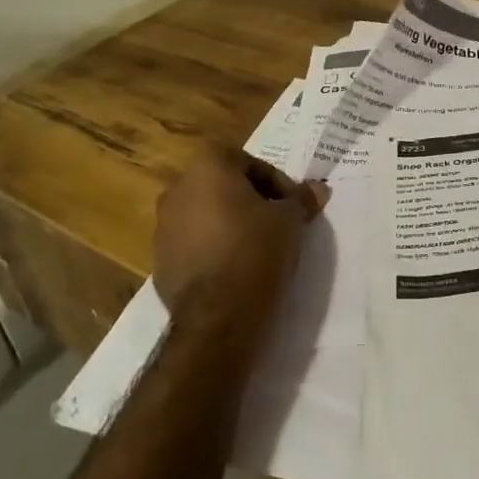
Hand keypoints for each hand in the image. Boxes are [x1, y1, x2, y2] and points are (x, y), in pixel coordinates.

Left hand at [152, 148, 328, 338]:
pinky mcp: (160, 260)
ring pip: (206, 214)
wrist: (218, 315)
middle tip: (277, 221)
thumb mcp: (290, 220)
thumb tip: (318, 189)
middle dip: (251, 200)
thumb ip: (301, 199)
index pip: (249, 163)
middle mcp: (178, 189)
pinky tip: (235, 268)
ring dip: (230, 223)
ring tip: (258, 246)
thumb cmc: (256, 250)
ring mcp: (163, 226)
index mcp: (207, 167)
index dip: (276, 182)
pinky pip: (193, 243)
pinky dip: (213, 248)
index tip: (292, 205)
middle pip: (224, 186)